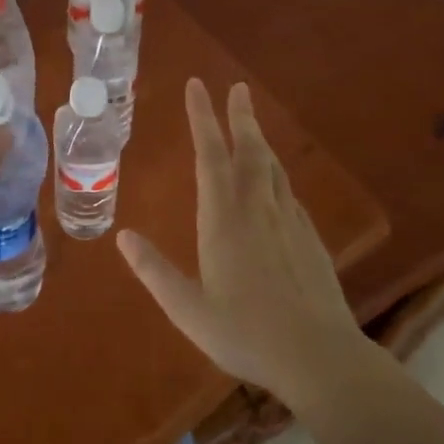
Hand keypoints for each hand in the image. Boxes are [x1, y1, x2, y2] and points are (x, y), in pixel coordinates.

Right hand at [117, 79, 381, 415]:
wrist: (321, 358)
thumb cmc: (247, 334)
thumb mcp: (188, 310)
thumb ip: (154, 271)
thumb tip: (122, 236)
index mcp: (224, 219)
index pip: (210, 155)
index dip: (202, 117)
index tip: (197, 85)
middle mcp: (257, 209)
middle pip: (249, 150)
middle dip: (240, 116)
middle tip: (236, 87)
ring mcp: (289, 221)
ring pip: (273, 168)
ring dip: (260, 140)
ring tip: (251, 124)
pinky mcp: (310, 239)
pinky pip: (289, 193)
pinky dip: (277, 175)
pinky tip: (276, 184)